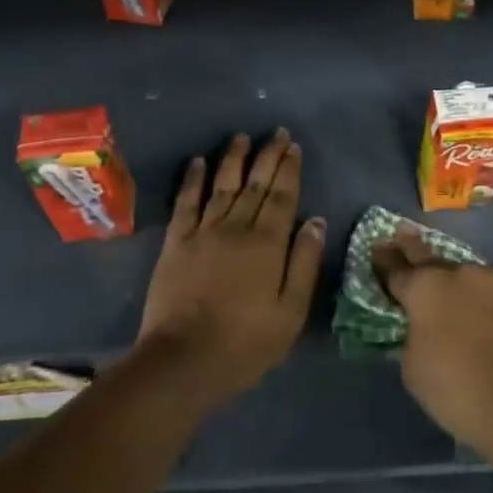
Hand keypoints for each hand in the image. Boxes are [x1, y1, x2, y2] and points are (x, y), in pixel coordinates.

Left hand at [135, 130, 325, 407]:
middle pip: (255, 184)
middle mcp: (237, 227)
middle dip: (268, 156)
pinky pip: (186, 203)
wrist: (183, 360)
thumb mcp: (291, 312)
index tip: (293, 146)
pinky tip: (197, 162)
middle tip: (276, 132)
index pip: (283, 196)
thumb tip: (316, 221)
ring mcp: (203, 232)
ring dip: (233, 159)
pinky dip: (192, 180)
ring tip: (241, 138)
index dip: (289, 169)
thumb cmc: (245, 343)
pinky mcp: (176, 242)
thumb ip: (305, 263)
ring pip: (222, 185)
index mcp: (268, 243)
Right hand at [374, 222, 492, 458]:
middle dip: (415, 248)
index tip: (379, 247)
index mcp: (425, 289)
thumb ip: (414, 338)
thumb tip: (422, 328)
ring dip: (469, 290)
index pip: (398, 269)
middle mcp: (460, 273)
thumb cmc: (459, 391)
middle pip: (433, 258)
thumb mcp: (415, 370)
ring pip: (477, 279)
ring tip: (473, 312)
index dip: (386, 260)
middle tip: (405, 234)